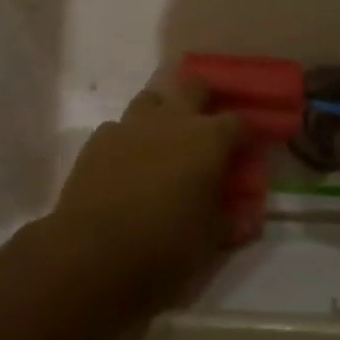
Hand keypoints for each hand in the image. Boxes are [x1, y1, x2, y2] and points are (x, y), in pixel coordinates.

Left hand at [49, 70, 246, 296]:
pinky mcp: (99, 138)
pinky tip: (125, 164)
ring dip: (162, 114)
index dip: (246, 134)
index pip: (240, 122)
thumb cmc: (164, 247)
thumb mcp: (209, 241)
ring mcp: (132, 124)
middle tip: (203, 129)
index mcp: (208, 139)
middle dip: (203, 100)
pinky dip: (128, 140)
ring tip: (162, 143)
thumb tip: (246, 216)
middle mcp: (173, 120)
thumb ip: (230, 219)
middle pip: (194, 86)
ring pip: (153, 98)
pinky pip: (120, 127)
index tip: (247, 149)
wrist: (92, 253)